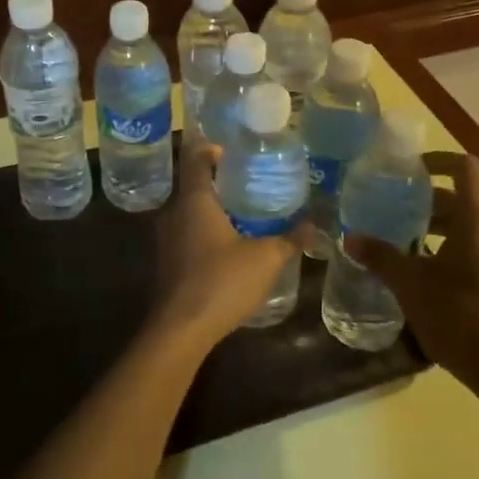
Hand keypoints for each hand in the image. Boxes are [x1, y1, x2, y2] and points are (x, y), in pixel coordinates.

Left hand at [151, 141, 314, 351]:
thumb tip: (313, 226)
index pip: (196, 159)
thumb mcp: (265, 259)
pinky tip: (227, 244)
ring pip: (188, 210)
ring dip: (211, 208)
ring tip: (243, 211)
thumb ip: (289, 240)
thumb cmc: (222, 282)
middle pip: (193, 184)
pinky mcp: (166, 260)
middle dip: (218, 180)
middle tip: (249, 181)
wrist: (181, 329)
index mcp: (194, 200)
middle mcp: (174, 212)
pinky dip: (204, 230)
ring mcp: (165, 238)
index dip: (212, 149)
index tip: (235, 151)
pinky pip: (185, 232)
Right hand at [344, 151, 478, 393]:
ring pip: (472, 223)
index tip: (409, 169)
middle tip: (393, 208)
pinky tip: (428, 270)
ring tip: (405, 241)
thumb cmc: (460, 318)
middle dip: (427, 200)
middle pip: (464, 197)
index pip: (464, 167)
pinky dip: (454, 244)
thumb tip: (350, 238)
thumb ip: (382, 257)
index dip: (437, 159)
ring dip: (439, 225)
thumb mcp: (412, 286)